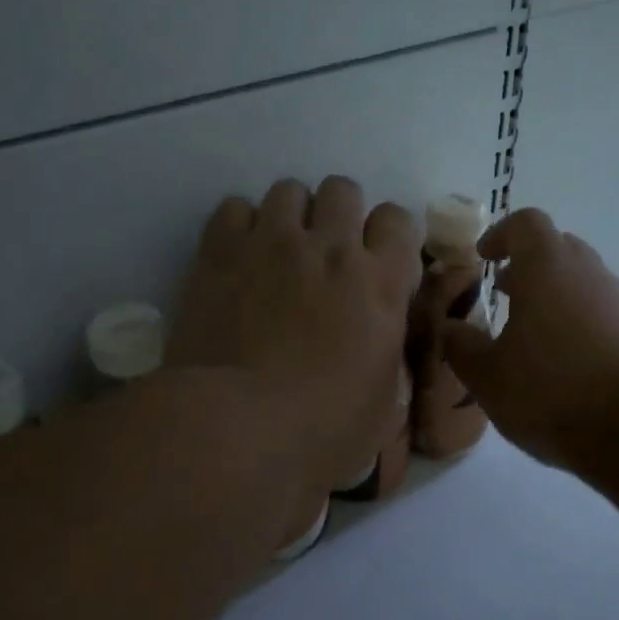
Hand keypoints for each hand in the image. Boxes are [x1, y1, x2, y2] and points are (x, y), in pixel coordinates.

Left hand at [167, 177, 420, 499]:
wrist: (238, 430)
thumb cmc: (324, 430)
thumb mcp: (384, 401)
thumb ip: (387, 353)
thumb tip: (379, 341)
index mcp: (381, 283)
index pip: (397, 219)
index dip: (388, 235)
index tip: (376, 261)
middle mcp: (331, 248)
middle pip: (343, 189)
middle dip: (338, 214)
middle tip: (325, 253)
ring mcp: (272, 243)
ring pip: (289, 189)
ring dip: (290, 215)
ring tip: (278, 251)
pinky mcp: (220, 252)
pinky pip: (234, 207)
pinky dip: (240, 226)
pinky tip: (237, 259)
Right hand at [441, 209, 618, 469]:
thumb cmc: (551, 390)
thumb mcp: (488, 376)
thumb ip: (461, 347)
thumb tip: (449, 328)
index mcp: (547, 268)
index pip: (526, 224)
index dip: (501, 234)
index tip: (484, 258)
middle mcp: (588, 273)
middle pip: (559, 248)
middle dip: (528, 266)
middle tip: (505, 294)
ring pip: (583, 283)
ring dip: (555, 298)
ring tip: (532, 338)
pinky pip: (604, 314)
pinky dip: (580, 325)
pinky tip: (567, 367)